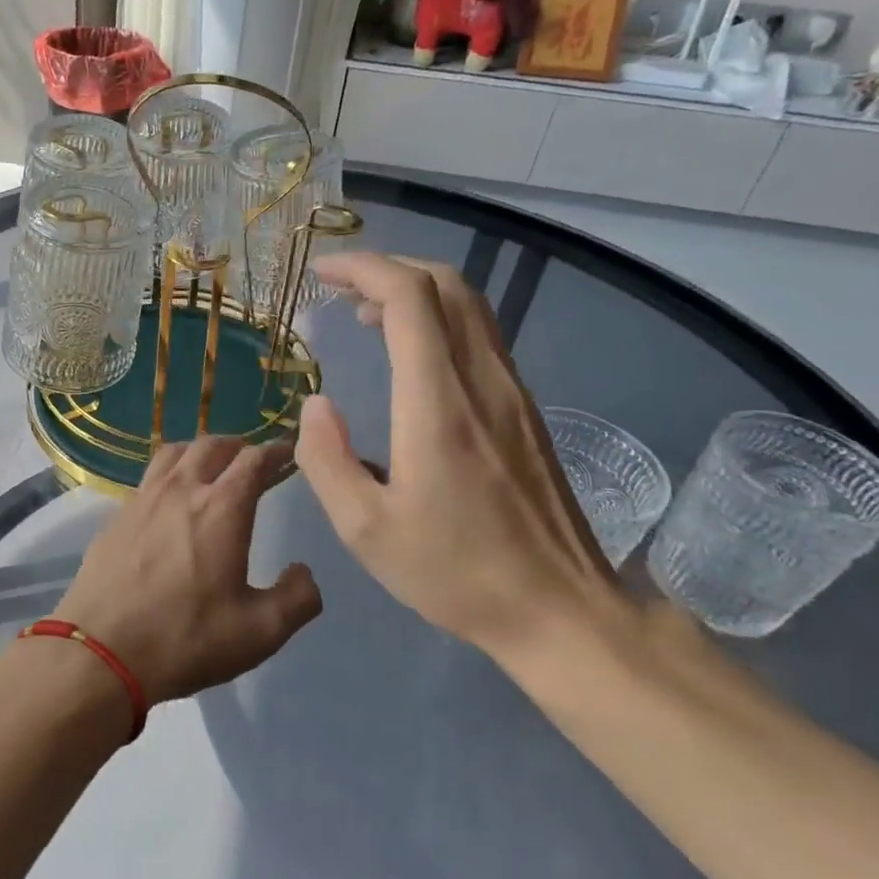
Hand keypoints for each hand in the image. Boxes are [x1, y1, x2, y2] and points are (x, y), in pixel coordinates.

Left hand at [52, 436, 321, 704]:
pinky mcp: (115, 516)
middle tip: (250, 459)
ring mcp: (142, 499)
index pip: (254, 460)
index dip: (275, 451)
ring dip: (198, 451)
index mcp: (222, 507)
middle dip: (237, 446)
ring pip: (173, 453)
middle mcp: (181, 489)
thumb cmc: (186, 638)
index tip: (288, 452)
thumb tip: (303, 572)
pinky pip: (148, 478)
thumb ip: (297, 598)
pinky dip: (168, 474)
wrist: (100, 652)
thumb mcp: (260, 632)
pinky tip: (168, 500)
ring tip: (209, 466)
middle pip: (211, 445)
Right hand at [294, 251, 627, 669]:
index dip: (362, 268)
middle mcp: (481, 381)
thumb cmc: (457, 573)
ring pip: (469, 305)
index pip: (409, 297)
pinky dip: (437, 319)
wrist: (562, 610)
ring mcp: (511, 391)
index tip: (321, 274)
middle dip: (387, 268)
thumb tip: (316, 403)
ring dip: (414, 290)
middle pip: (446, 284)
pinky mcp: (523, 409)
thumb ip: (327, 460)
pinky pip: (480, 335)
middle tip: (338, 287)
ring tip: (364, 313)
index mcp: (438, 404)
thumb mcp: (366, 531)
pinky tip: (408, 354)